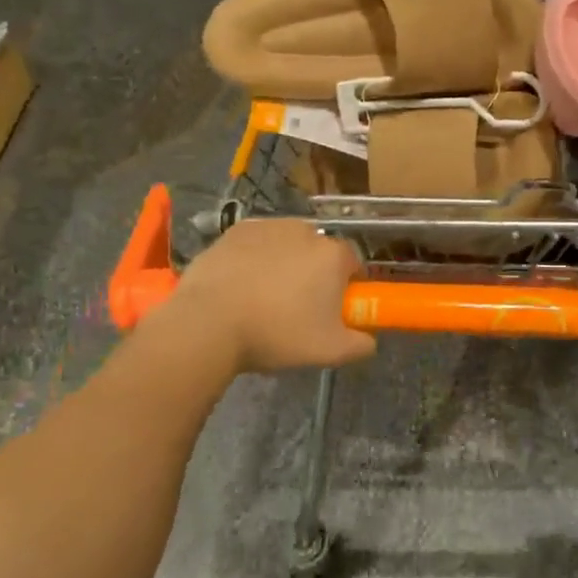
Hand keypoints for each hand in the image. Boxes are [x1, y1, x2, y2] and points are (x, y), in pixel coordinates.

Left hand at [165, 219, 376, 372]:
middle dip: (313, 274)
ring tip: (263, 297)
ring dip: (283, 263)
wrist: (208, 323)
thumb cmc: (276, 334)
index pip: (353, 265)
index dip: (345, 287)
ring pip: (287, 245)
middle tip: (297, 308)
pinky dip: (254, 258)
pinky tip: (240, 285)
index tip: (331, 310)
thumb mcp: (329, 351)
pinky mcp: (235, 230)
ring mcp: (268, 226)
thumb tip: (369, 341)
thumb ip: (360, 345)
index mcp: (333, 255)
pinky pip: (256, 243)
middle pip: (319, 252)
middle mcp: (306, 231)